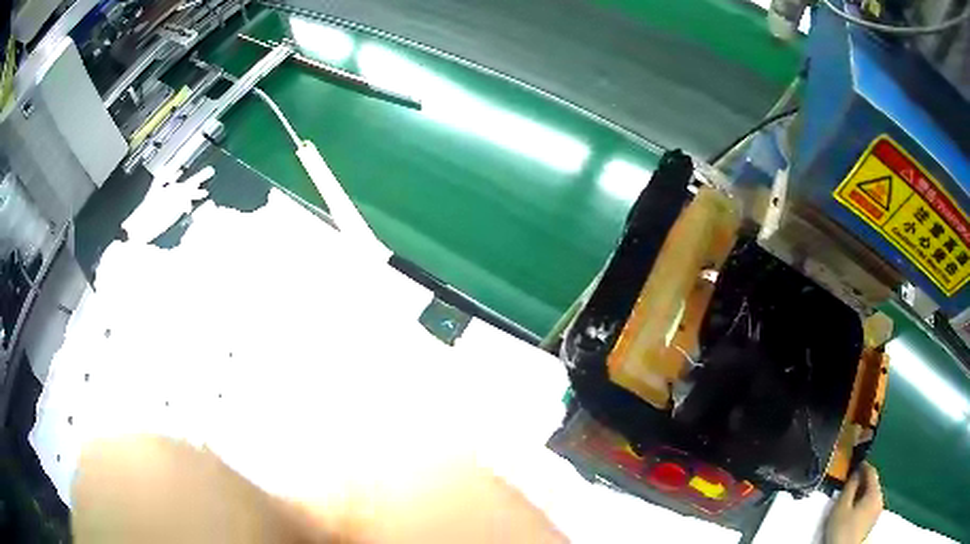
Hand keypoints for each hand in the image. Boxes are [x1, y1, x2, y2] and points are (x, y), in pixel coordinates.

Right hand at [825, 462, 883, 543]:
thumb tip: (855, 473)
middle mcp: (880, 499)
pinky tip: (854, 510)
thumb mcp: (841, 507)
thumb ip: (849, 487)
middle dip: (863, 481)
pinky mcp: (872, 522)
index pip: (872, 471)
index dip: (863, 465)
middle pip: (873, 484)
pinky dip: (863, 503)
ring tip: (850, 496)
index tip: (855, 463)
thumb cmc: (842, 530)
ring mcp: (877, 512)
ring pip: (872, 495)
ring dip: (863, 493)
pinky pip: (870, 505)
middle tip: (850, 481)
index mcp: (875, 492)